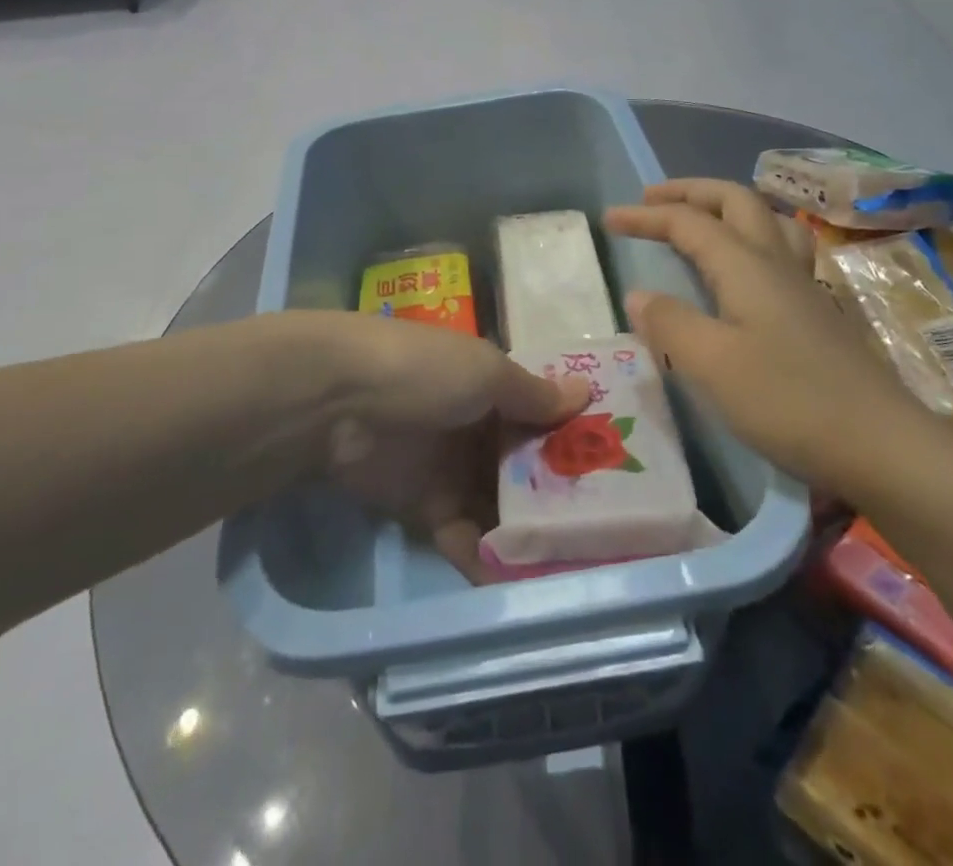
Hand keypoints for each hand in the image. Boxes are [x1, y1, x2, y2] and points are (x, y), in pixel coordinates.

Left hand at [310, 313, 588, 583]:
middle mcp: (474, 426)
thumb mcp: (486, 372)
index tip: (616, 467)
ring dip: (528, 529)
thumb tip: (586, 391)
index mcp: (488, 384)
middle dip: (557, 492)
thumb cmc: (423, 372)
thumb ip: (533, 393)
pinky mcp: (424, 508)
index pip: (538, 413)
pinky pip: (465, 536)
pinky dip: (488, 555)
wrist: (336, 402)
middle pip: (523, 463)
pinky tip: (522, 580)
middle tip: (607, 529)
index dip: (572, 436)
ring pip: (499, 503)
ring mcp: (449, 468)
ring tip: (575, 564)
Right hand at [605, 179, 952, 502]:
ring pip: (768, 220)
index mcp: (747, 266)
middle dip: (691, 192)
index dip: (647, 216)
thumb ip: (670, 324)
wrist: (883, 446)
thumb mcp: (712, 365)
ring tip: (704, 221)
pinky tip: (750, 271)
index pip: (689, 222)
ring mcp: (805, 285)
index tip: (608, 219)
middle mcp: (777, 263)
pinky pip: (783, 250)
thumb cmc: (789, 401)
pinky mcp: (820, 312)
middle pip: (735, 201)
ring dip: (728, 207)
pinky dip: (754, 238)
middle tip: (653, 200)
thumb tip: (639, 295)